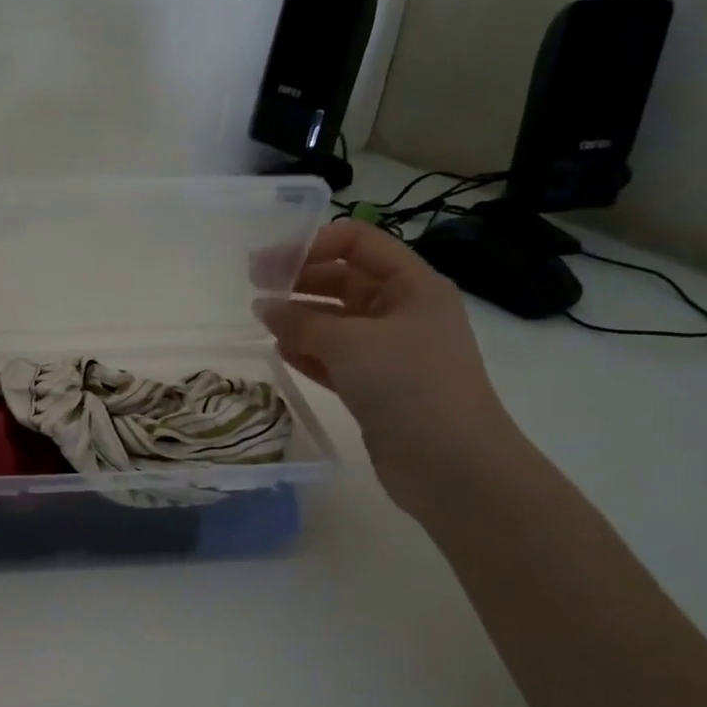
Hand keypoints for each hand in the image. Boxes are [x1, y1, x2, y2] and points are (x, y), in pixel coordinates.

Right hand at [255, 221, 519, 516]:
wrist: (450, 463)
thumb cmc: (408, 384)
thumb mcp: (350, 342)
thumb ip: (300, 321)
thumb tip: (265, 308)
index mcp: (412, 285)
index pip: (358, 242)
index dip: (312, 244)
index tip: (267, 264)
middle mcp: (403, 311)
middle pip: (345, 279)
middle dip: (300, 281)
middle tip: (255, 291)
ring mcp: (390, 351)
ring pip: (337, 321)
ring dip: (300, 318)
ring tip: (262, 323)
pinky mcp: (376, 386)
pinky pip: (336, 357)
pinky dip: (309, 352)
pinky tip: (281, 353)